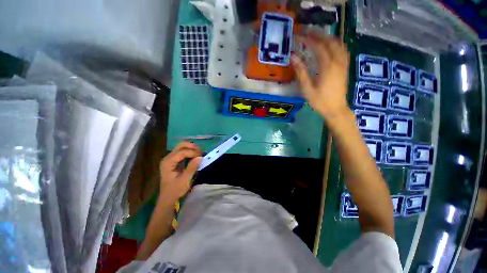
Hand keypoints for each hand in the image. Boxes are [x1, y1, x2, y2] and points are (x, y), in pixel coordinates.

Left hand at [159, 141, 202, 202]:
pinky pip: (183, 152)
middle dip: (192, 147)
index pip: (182, 152)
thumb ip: (192, 168)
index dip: (193, 153)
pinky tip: (195, 156)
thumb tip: (200, 157)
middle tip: (201, 152)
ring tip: (200, 154)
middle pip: (181, 145)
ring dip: (192, 149)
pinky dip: (190, 152)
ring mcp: (170, 159)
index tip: (202, 157)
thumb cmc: (175, 190)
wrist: (168, 198)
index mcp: (168, 162)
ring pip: (182, 147)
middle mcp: (168, 158)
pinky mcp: (173, 161)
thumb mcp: (185, 180)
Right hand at [291, 36, 350, 120]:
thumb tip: (293, 57)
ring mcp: (343, 64)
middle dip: (318, 35)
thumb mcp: (307, 88)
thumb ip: (301, 72)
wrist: (335, 109)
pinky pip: (343, 50)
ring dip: (327, 38)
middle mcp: (337, 61)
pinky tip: (330, 46)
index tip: (299, 37)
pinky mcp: (345, 67)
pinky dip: (336, 44)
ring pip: (338, 44)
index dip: (308, 40)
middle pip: (329, 41)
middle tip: (307, 34)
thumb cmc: (320, 101)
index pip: (318, 47)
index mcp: (327, 66)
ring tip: (317, 38)